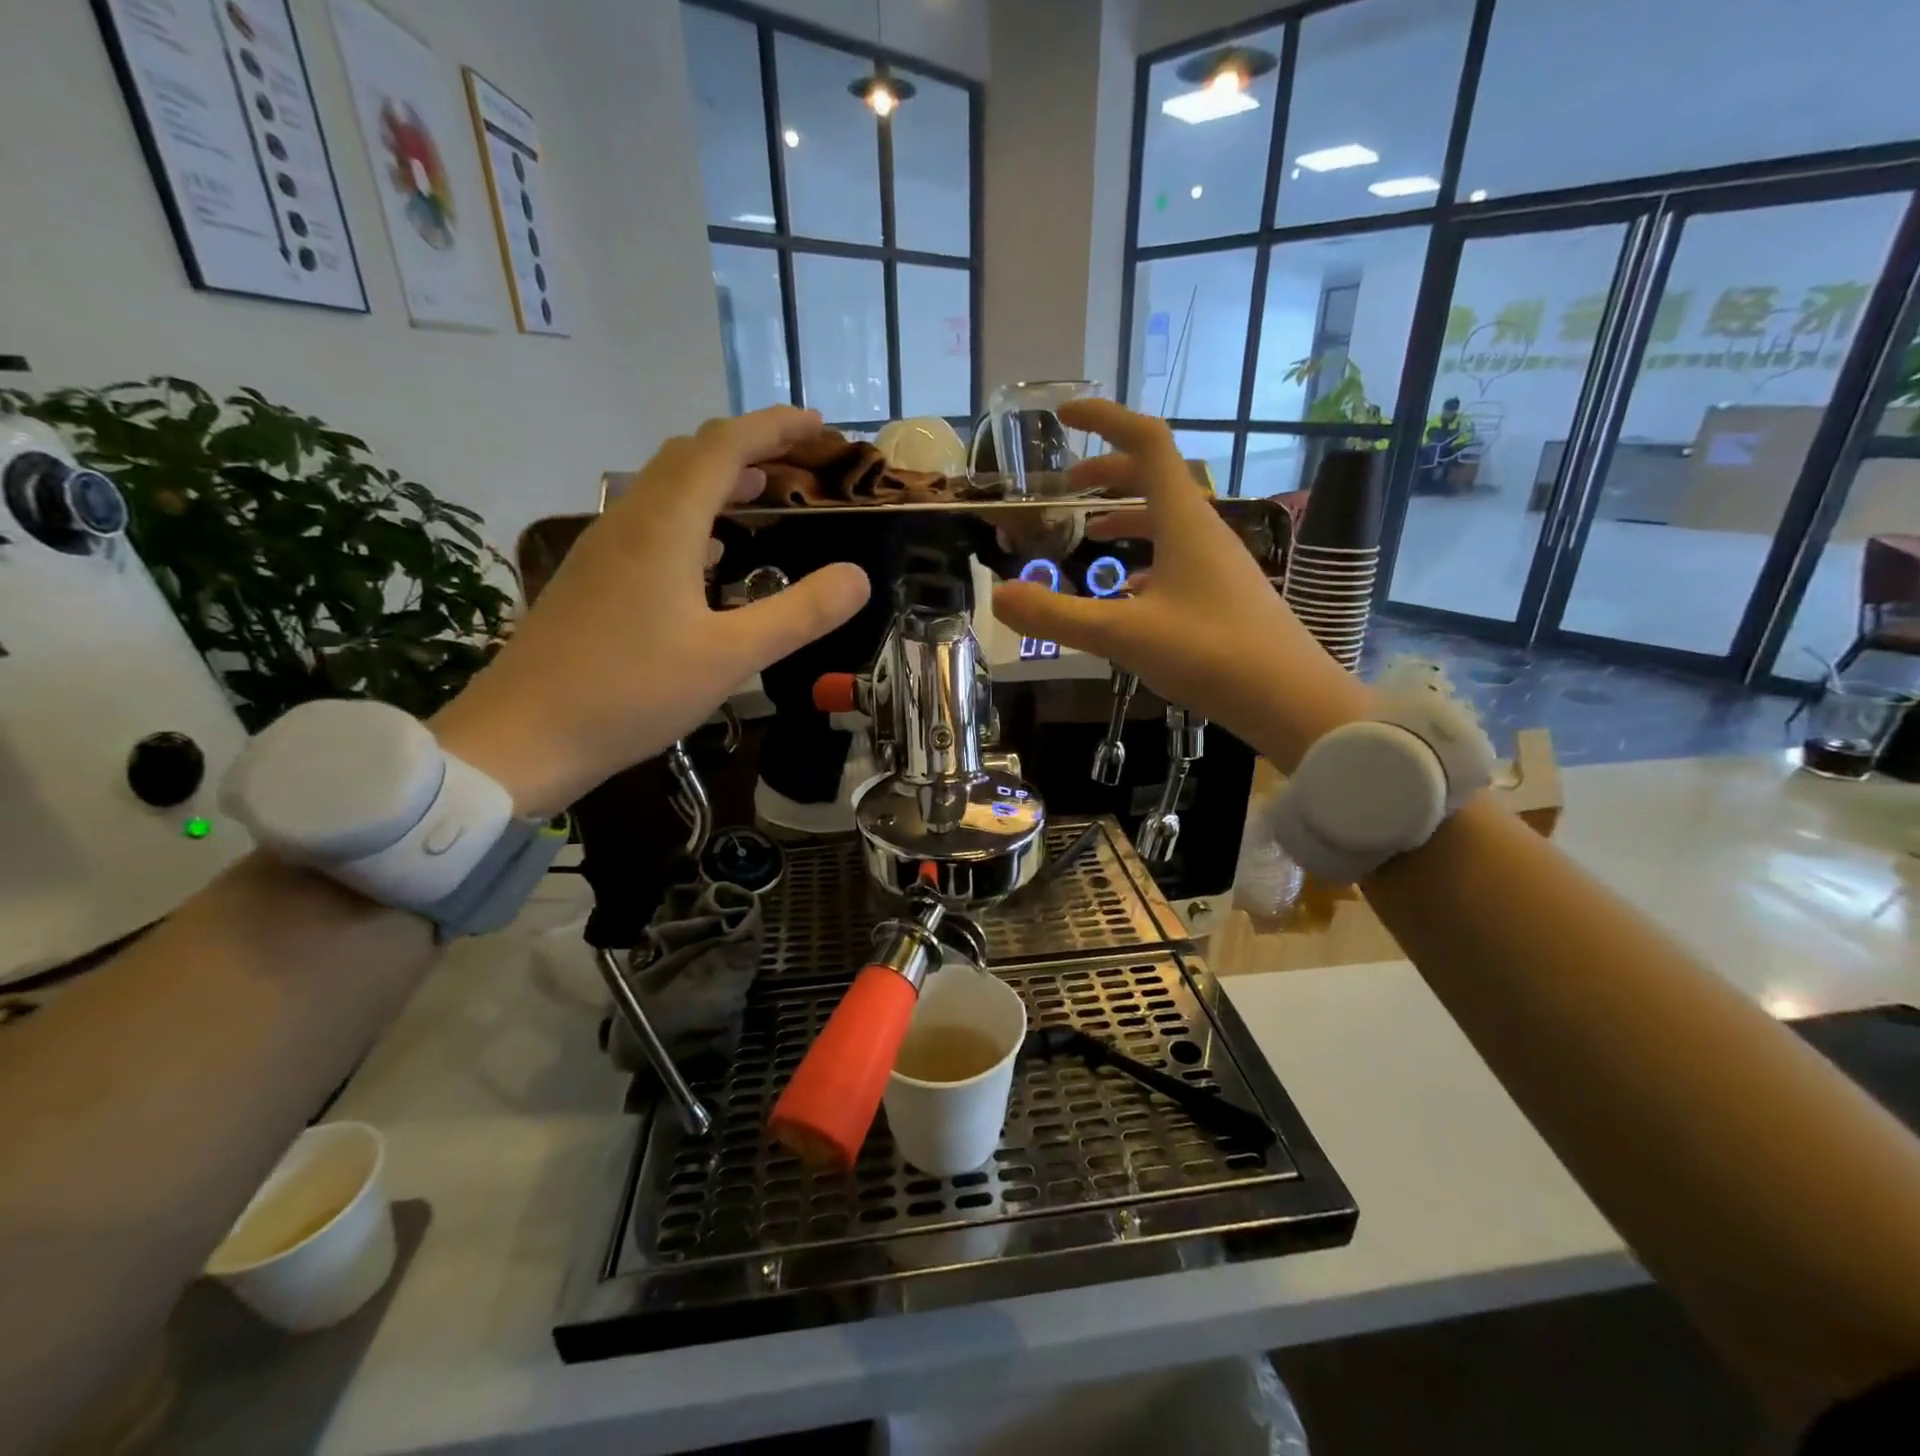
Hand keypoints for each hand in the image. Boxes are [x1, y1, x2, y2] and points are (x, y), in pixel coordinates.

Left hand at [433, 407, 869, 815]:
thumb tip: (858, 576)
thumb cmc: (631, 692)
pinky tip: (711, 553)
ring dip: (718, 479)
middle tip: (798, 459)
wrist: (523, 736)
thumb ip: (799, 613)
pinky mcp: (593, 579)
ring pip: (666, 488)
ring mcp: (604, 549)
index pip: (722, 447)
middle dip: (748, 446)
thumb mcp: (730, 657)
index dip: (773, 427)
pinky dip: (692, 517)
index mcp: (664, 526)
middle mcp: (629, 521)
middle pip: (690, 456)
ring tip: (764, 492)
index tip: (818, 425)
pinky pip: (651, 524)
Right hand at [991, 400, 1372, 772]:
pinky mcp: (1225, 594)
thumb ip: (1057, 615)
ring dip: (1126, 515)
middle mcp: (1205, 530)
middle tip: (1066, 488)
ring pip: (1167, 520)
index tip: (1064, 417)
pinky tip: (1126, 592)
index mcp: (1184, 520)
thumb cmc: (1210, 654)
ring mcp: (1219, 563)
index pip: (1146, 442)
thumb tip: (998, 596)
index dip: (1105, 420)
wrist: (1289, 699)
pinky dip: (1145, 557)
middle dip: (1108, 472)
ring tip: (1089, 533)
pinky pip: (1178, 557)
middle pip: (1155, 478)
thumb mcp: (1122, 634)